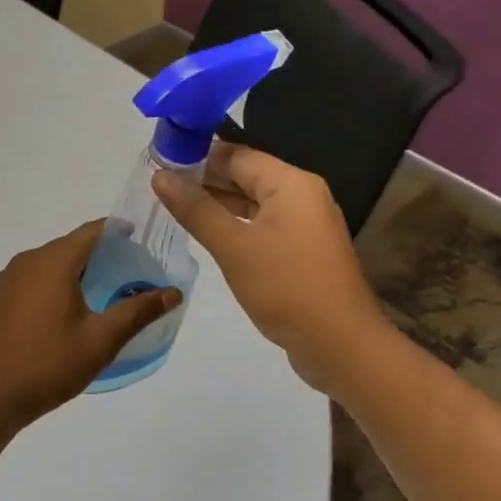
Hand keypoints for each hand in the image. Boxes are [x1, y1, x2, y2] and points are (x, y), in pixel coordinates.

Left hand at [0, 220, 182, 428]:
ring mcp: (5, 280)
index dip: (116, 230)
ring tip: (98, 293)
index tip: (139, 238)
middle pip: (69, 246)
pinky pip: (29, 281)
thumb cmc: (48, 365)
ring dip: (73, 271)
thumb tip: (173, 292)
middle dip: (98, 254)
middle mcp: (27, 261)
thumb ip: (137, 312)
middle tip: (126, 272)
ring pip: (48, 264)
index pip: (91, 231)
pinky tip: (60, 313)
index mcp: (54, 262)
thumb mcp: (101, 341)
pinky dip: (49, 286)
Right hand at [153, 145, 389, 393]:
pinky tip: (208, 233)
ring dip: (218, 203)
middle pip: (246, 175)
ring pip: (254, 202)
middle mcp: (302, 195)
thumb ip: (196, 209)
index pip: (236, 155)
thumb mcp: (233, 247)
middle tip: (160, 186)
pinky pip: (263, 225)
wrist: (341, 345)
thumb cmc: (286, 288)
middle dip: (204, 179)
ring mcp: (305, 224)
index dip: (197, 156)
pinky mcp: (303, 251)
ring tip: (174, 207)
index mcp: (291, 183)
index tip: (159, 162)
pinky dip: (236, 225)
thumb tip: (160, 176)